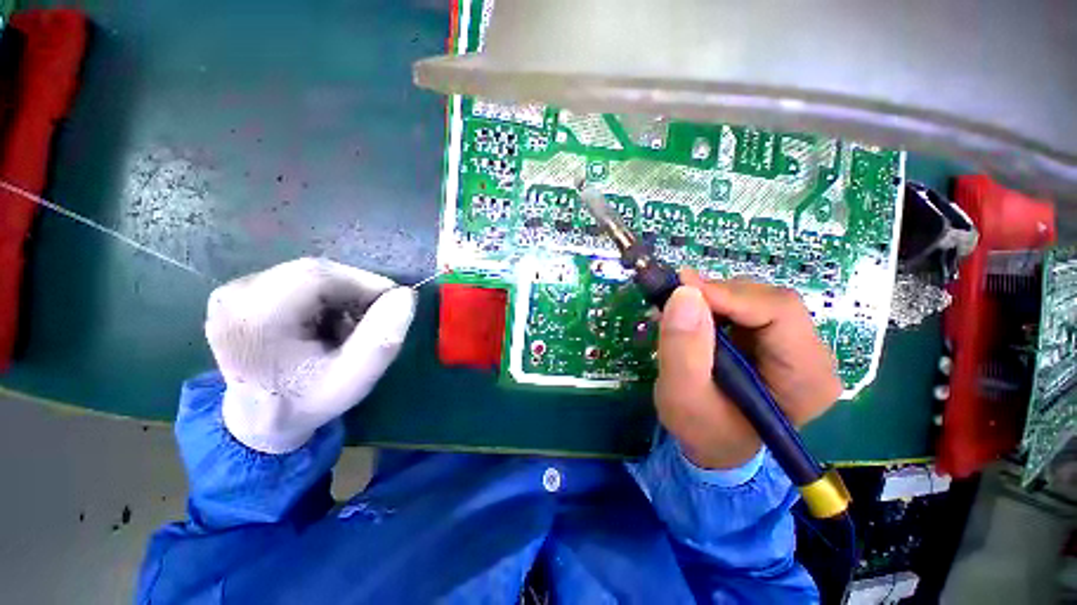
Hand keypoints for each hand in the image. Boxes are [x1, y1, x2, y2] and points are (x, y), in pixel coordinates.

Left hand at [205, 257, 416, 453]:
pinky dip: (326, 297)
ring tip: (351, 325)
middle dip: (356, 291)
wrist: (260, 419)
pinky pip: (299, 281)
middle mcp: (235, 295)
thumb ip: (384, 338)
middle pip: (315, 272)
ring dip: (343, 295)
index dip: (366, 283)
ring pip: (311, 275)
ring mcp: (234, 291)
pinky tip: (329, 323)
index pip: (320, 276)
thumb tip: (406, 295)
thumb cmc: (307, 402)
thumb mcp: (354, 380)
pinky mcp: (242, 292)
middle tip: (376, 317)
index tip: (395, 304)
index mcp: (253, 318)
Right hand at [654, 269, 841, 469]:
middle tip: (671, 301)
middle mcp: (811, 355)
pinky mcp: (773, 339)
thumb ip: (683, 348)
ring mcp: (794, 345)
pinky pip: (743, 307)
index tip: (680, 291)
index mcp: (806, 377)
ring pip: (753, 298)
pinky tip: (690, 319)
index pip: (778, 311)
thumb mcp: (682, 396)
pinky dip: (712, 306)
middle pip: (766, 300)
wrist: (713, 445)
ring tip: (677, 314)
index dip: (728, 295)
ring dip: (710, 300)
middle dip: (715, 296)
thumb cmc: (701, 430)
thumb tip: (684, 293)